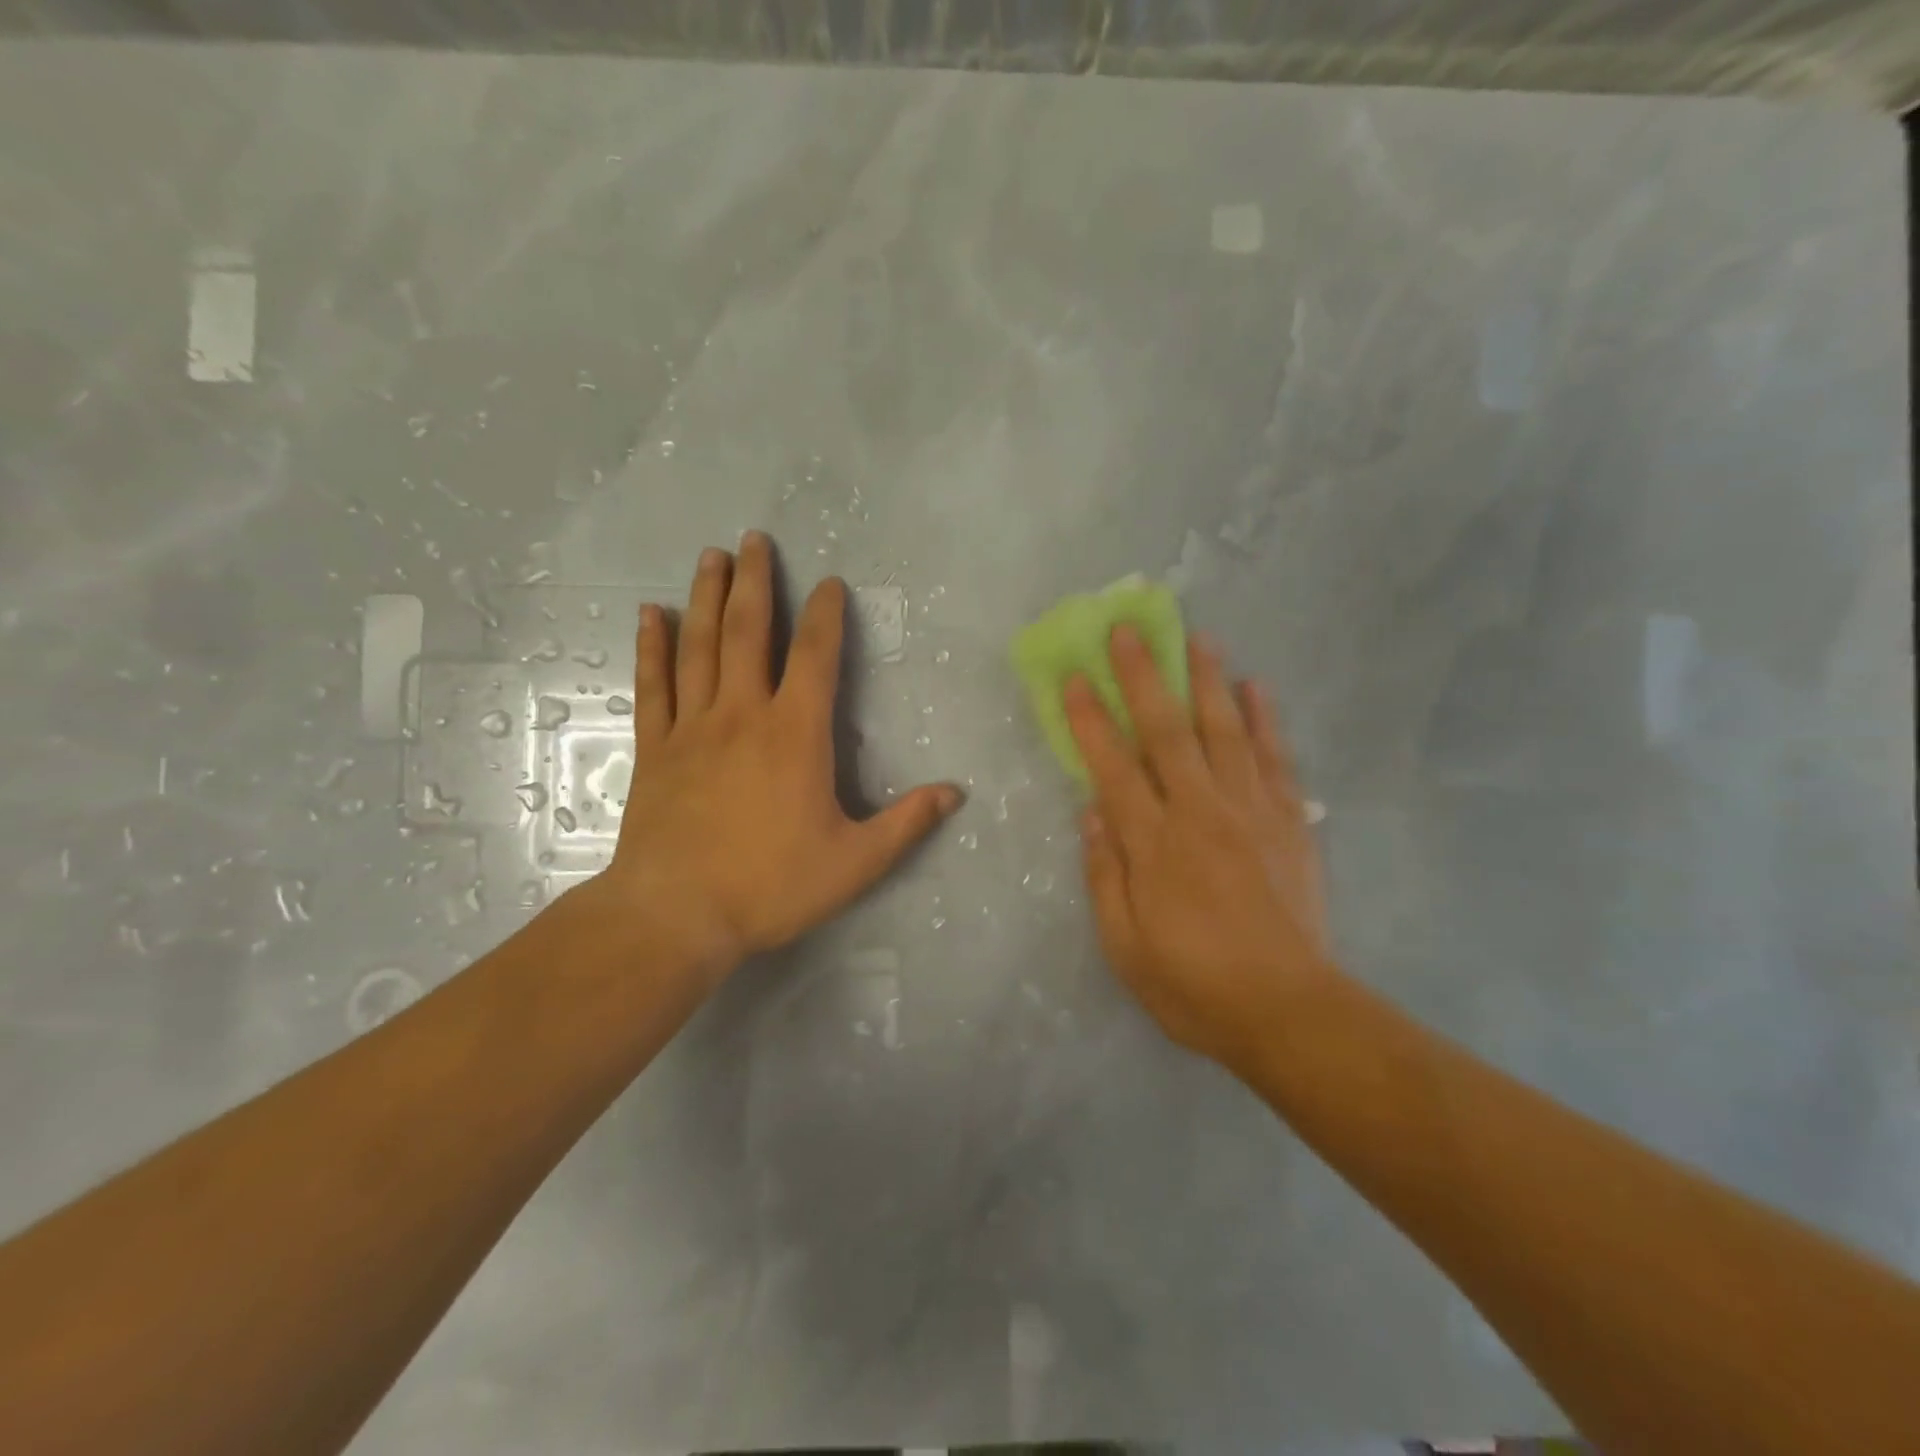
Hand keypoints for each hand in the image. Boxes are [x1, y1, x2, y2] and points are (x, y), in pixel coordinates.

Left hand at [592, 533, 961, 982]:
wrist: (676, 915)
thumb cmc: (771, 885)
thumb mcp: (855, 863)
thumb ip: (906, 823)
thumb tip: (955, 793)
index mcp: (795, 734)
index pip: (816, 657)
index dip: (826, 615)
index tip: (829, 583)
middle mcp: (743, 714)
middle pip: (749, 632)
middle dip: (756, 582)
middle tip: (755, 539)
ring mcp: (693, 727)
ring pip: (700, 646)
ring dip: (707, 597)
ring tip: (712, 556)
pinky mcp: (655, 748)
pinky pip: (653, 685)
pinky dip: (651, 647)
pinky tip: (651, 614)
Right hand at [1065, 627, 1339, 1072]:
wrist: (1289, 1011)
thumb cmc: (1194, 984)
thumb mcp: (1125, 945)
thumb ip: (1104, 874)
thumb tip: (1091, 812)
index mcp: (1153, 844)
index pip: (1113, 766)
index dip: (1091, 719)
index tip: (1075, 677)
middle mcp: (1199, 812)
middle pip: (1166, 731)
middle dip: (1143, 676)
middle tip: (1128, 628)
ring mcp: (1250, 811)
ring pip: (1223, 730)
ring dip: (1206, 679)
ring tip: (1197, 636)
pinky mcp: (1289, 821)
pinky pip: (1275, 758)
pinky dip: (1265, 719)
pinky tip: (1256, 686)